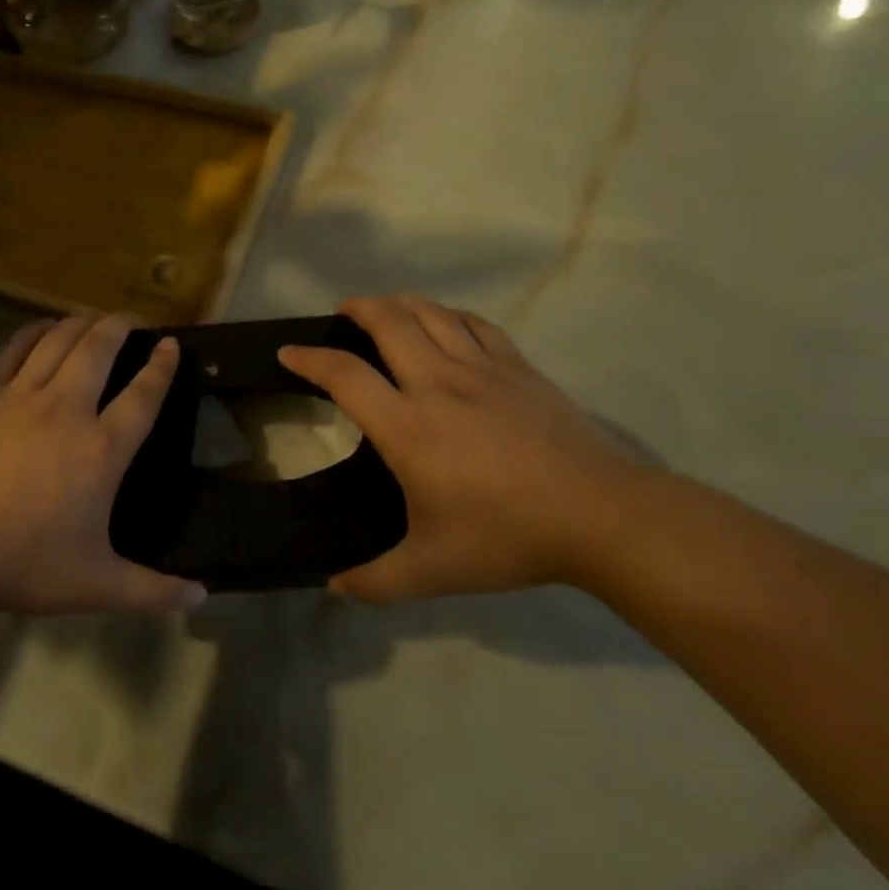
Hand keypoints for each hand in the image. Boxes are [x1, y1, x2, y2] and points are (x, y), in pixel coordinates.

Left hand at [0, 313, 206, 614]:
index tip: (171, 344)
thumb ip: (151, 590)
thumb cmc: (22, 564)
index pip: (143, 395)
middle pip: (100, 349)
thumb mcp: (95, 584)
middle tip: (132, 320)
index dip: (162, 367)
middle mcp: (67, 410)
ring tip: (93, 319)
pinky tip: (44, 328)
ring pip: (59, 340)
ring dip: (81, 323)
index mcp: (101, 450)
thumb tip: (201, 597)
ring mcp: (21, 396)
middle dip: (121, 326)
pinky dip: (35, 332)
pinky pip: (15, 348)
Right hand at [280, 295, 659, 601]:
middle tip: (342, 315)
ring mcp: (482, 369)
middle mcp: (438, 384)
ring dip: (399, 304)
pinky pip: (475, 324)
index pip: (344, 375)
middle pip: (388, 322)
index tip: (288, 350)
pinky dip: (449, 315)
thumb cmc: (507, 537)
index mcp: (408, 427)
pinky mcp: (518, 368)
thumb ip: (376, 580)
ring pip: (431, 313)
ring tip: (385, 310)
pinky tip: (445, 324)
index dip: (309, 358)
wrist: (600, 516)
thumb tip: (334, 585)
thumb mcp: (433, 570)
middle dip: (357, 309)